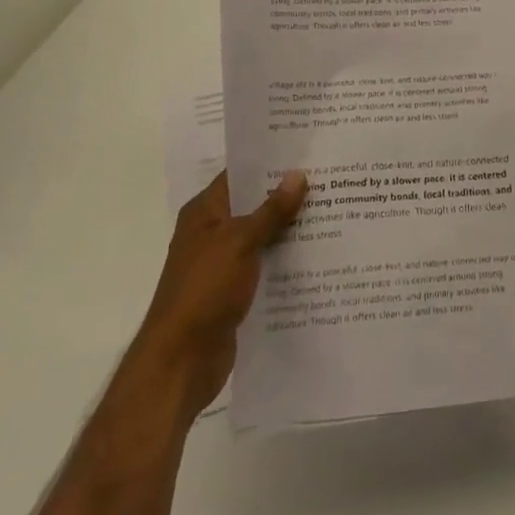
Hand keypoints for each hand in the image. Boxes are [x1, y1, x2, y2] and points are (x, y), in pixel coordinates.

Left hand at [136, 170, 308, 419]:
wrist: (181, 362)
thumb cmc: (205, 290)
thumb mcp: (241, 242)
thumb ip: (271, 210)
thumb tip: (298, 174)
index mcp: (205, 212)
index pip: (240, 174)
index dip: (271, 163)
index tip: (307, 152)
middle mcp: (212, 232)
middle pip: (254, 205)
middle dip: (287, 196)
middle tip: (330, 180)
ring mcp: (223, 264)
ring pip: (262, 237)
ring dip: (290, 230)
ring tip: (333, 212)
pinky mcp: (234, 292)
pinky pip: (265, 266)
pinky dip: (286, 261)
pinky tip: (318, 255)